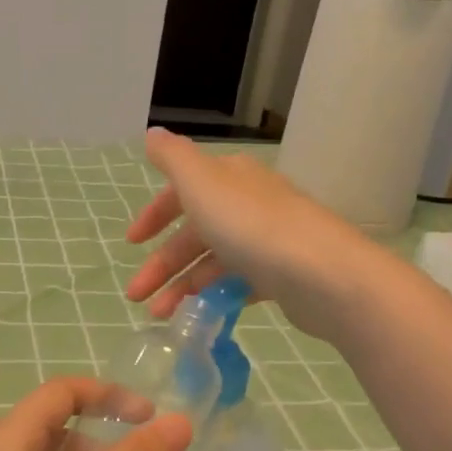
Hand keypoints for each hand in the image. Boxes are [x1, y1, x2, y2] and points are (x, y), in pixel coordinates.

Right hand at [125, 128, 379, 342]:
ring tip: (160, 315)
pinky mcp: (279, 276)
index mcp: (228, 179)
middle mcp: (247, 204)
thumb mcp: (201, 183)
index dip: (154, 215)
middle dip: (161, 263)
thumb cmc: (251, 225)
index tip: (130, 243)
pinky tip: (199, 316)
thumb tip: (153, 133)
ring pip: (212, 263)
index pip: (183, 191)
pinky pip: (237, 285)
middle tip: (135, 295)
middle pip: (194, 233)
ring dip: (181, 287)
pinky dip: (214, 297)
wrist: (321, 273)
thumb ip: (173, 159)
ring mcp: (265, 241)